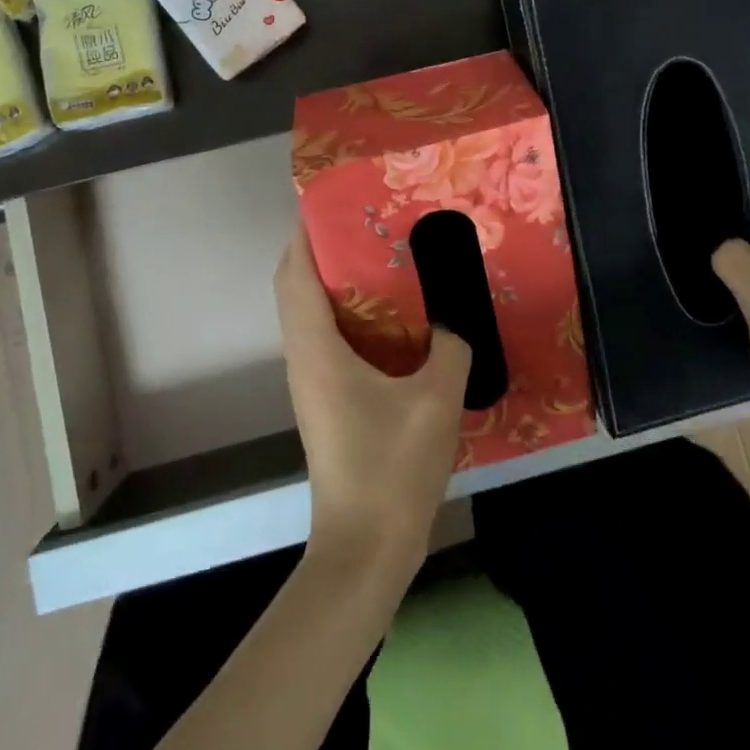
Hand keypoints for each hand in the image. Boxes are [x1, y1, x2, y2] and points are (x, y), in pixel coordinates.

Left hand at [274, 223, 471, 577]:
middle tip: (363, 221)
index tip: (330, 199)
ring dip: (332, 278)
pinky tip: (389, 314)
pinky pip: (326, 336)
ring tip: (377, 254)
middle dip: (319, 248)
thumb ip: (450, 346)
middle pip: (296, 287)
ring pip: (308, 312)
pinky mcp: (326, 400)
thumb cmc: (393, 468)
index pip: (296, 274)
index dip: (305, 232)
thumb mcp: (436, 399)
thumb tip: (453, 317)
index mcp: (318, 349)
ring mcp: (312, 381)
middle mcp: (304, 358)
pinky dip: (345, 310)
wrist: (366, 550)